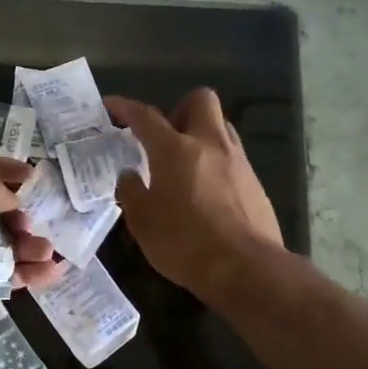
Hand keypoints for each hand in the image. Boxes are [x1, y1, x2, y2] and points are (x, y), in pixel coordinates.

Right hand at [105, 90, 284, 302]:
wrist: (246, 268)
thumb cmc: (184, 243)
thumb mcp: (142, 221)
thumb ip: (131, 191)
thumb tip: (129, 175)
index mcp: (174, 149)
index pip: (145, 116)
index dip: (125, 107)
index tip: (111, 104)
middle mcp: (209, 144)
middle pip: (200, 100)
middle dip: (180, 109)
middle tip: (166, 137)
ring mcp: (237, 161)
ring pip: (221, 126)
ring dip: (202, 134)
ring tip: (187, 164)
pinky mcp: (256, 182)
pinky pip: (234, 157)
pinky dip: (217, 163)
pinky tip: (208, 192)